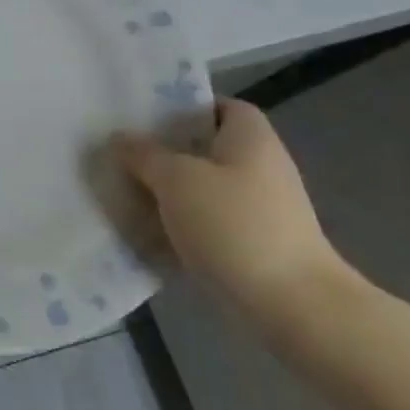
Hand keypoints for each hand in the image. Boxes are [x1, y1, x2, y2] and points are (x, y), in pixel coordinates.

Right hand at [114, 99, 348, 321]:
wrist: (291, 304)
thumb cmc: (234, 224)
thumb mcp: (176, 179)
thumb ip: (143, 154)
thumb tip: (119, 138)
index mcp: (251, 138)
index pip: (218, 106)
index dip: (183, 107)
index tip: (143, 118)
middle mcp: (260, 166)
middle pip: (205, 147)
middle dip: (163, 152)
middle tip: (120, 154)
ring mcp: (259, 208)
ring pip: (202, 187)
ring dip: (166, 191)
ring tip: (122, 191)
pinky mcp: (252, 243)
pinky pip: (207, 221)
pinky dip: (179, 224)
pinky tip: (145, 231)